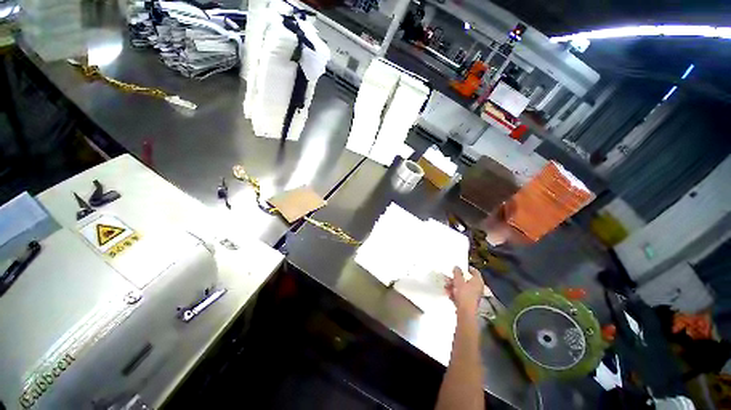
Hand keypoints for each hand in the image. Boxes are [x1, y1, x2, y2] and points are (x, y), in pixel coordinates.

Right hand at [445, 266, 483, 315]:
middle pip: (466, 280)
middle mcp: (477, 288)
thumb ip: (457, 273)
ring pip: (462, 287)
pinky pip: (461, 294)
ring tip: (446, 285)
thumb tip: (457, 267)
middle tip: (449, 276)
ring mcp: (473, 296)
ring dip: (453, 286)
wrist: (465, 312)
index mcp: (478, 281)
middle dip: (456, 278)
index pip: (475, 271)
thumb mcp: (458, 281)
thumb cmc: (464, 294)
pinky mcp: (468, 302)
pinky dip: (455, 293)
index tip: (460, 266)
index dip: (468, 268)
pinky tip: (448, 293)